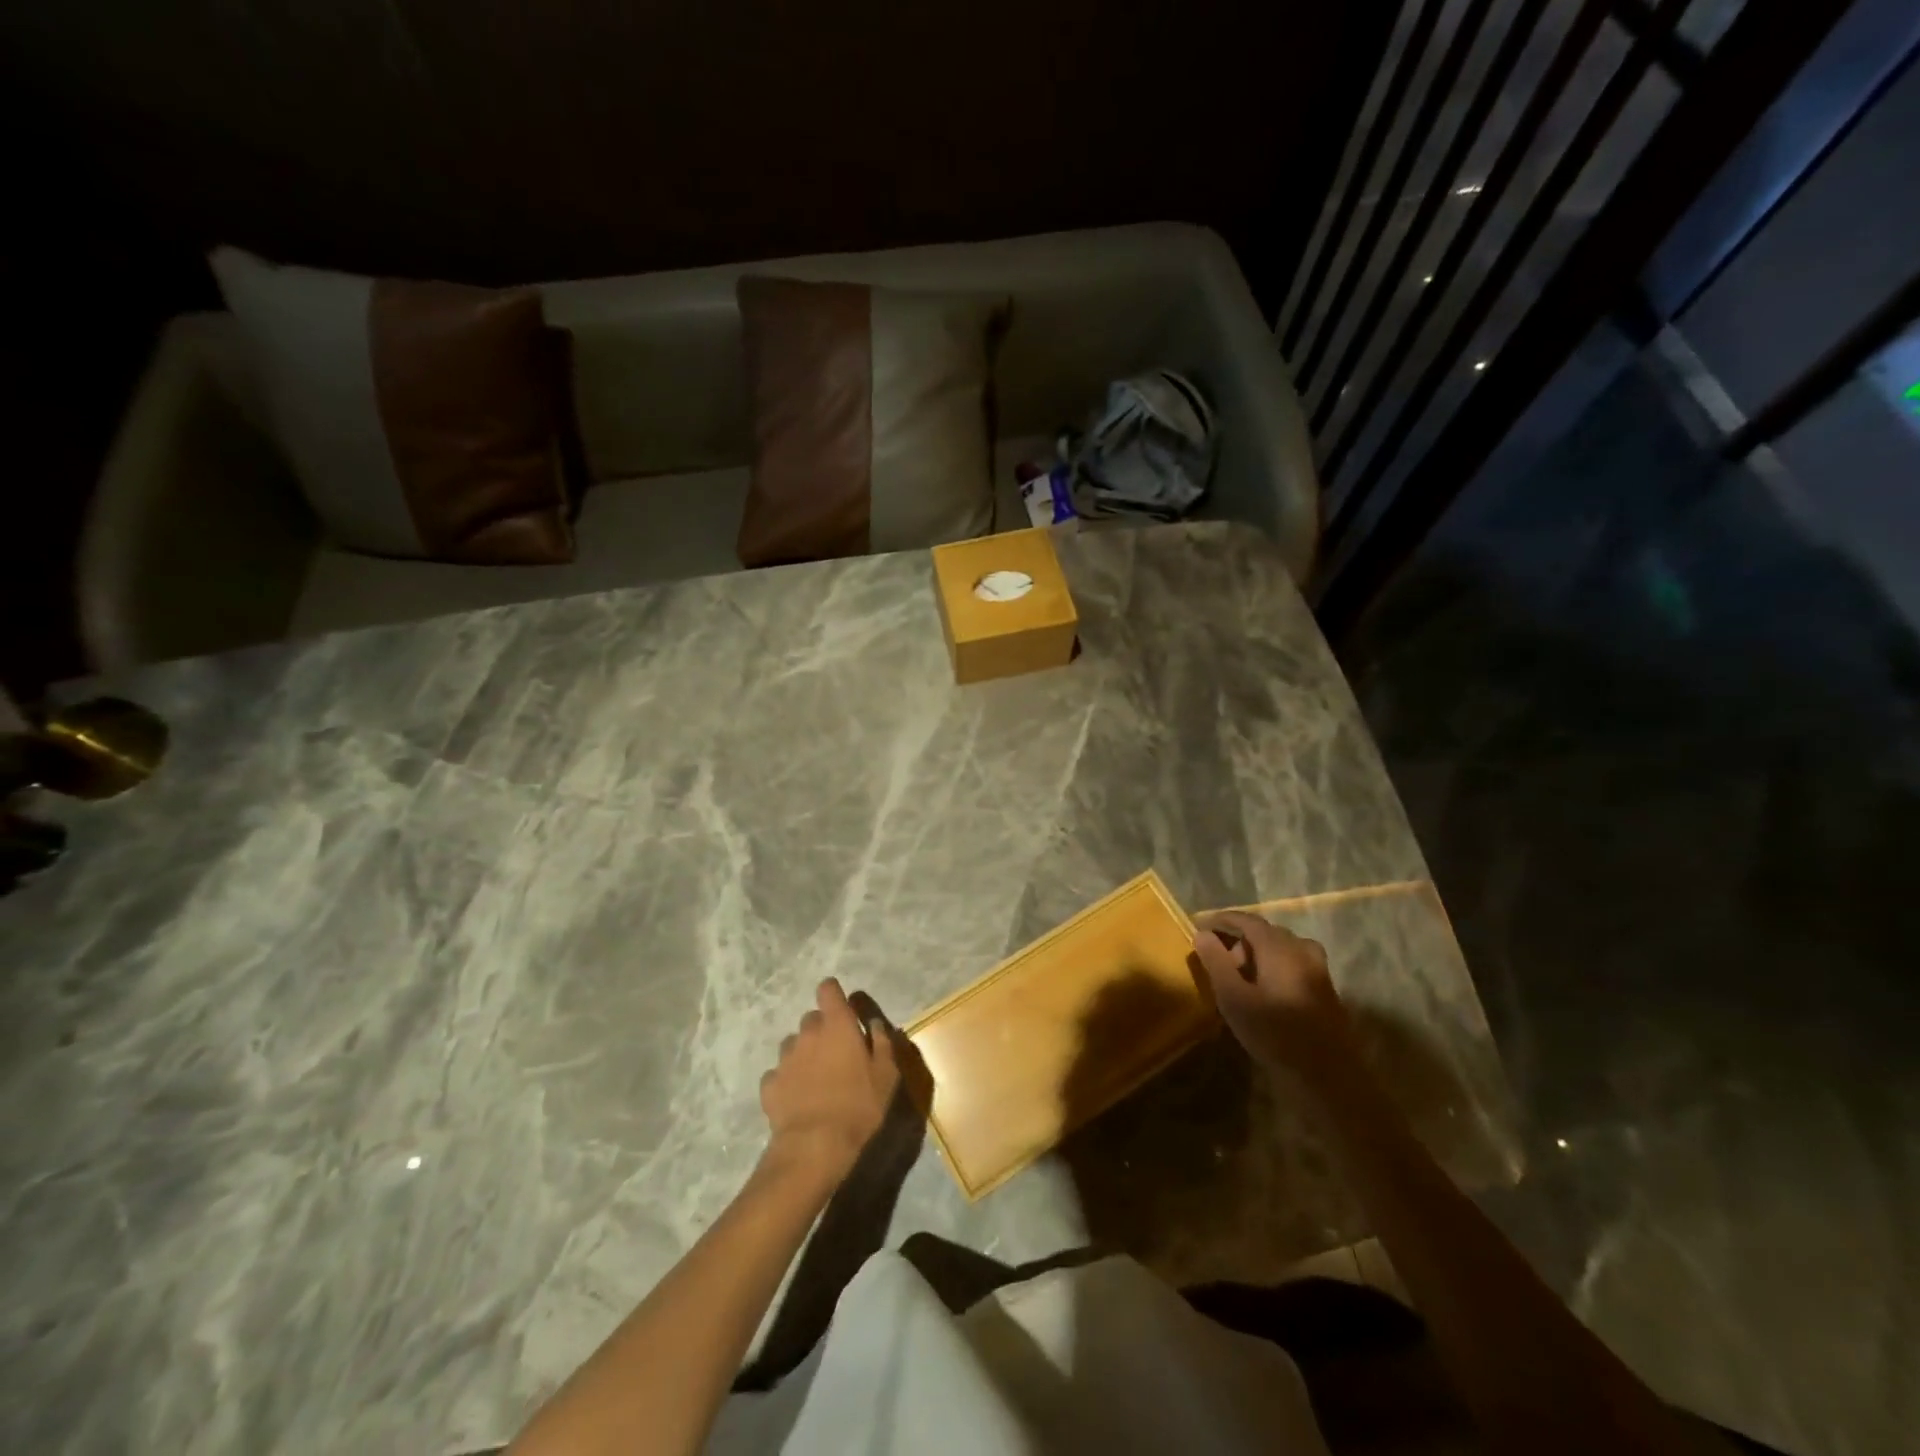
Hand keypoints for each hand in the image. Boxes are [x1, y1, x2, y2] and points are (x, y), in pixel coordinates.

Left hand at [759, 978, 899, 1186]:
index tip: (842, 1009)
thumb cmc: (858, 1105)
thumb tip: (874, 1024)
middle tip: (836, 1054)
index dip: (834, 994)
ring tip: (815, 1078)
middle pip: (811, 1018)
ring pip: (793, 1045)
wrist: (815, 1146)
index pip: (828, 989)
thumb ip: (882, 1042)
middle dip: (822, 1029)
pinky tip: (797, 1098)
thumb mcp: (886, 1075)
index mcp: (837, 1024)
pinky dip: (787, 1080)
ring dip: (804, 1053)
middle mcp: (807, 1033)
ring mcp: (785, 1058)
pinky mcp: (769, 1084)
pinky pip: (778, 1073)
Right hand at [1192, 910, 1354, 1078]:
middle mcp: (1302, 951)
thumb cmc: (1275, 1035)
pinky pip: (1294, 963)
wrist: (1328, 1077)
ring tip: (1241, 980)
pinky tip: (1266, 992)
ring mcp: (1318, 969)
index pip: (1247, 920)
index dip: (1222, 920)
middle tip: (1219, 964)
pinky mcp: (1325, 989)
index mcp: (1280, 948)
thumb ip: (1216, 962)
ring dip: (1258, 955)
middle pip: (1266, 932)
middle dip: (1239, 941)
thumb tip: (1202, 934)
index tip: (1200, 926)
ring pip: (1282, 948)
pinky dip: (1275, 966)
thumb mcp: (1234, 999)